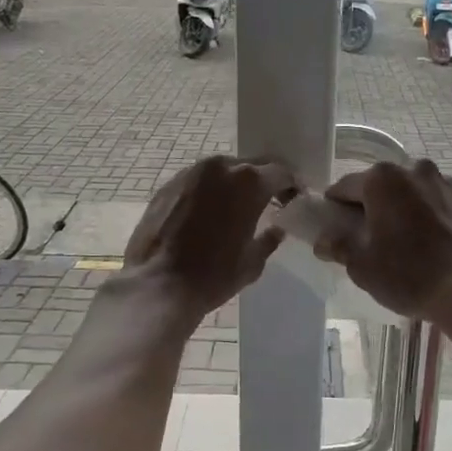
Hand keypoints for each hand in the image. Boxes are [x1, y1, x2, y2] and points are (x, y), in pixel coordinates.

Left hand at [124, 156, 295, 320]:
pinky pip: (198, 181)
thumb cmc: (213, 275)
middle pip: (251, 166)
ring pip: (222, 171)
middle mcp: (221, 167)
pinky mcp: (168, 185)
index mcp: (249, 182)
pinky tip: (208, 213)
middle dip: (263, 181)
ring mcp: (190, 173)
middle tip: (268, 201)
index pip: (281, 172)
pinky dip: (209, 192)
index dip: (291, 185)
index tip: (293, 199)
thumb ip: (269, 239)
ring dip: (233, 185)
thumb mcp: (252, 262)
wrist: (158, 284)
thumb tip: (276, 230)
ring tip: (235, 208)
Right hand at [313, 160, 451, 321]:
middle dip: (374, 205)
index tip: (333, 225)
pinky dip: (433, 215)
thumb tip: (322, 240)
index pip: (346, 187)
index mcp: (382, 179)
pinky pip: (441, 202)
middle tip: (369, 236)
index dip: (336, 207)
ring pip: (415, 191)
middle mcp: (415, 170)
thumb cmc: (408, 275)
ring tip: (406, 240)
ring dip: (405, 207)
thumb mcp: (361, 266)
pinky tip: (434, 241)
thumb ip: (338, 246)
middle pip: (383, 185)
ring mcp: (447, 182)